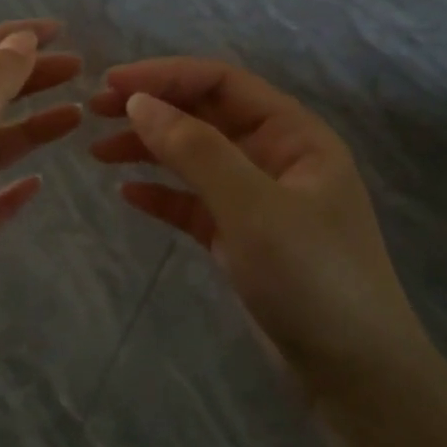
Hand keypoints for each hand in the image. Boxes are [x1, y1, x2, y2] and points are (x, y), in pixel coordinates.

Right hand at [89, 58, 430, 391]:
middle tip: (95, 111)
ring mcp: (257, 199)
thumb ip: (196, 151)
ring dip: (149, 150)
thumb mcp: (252, 207)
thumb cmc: (310, 277)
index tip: (110, 83)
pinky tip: (126, 194)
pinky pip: (194, 204)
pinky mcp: (240, 237)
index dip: (165, 76)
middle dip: (152, 109)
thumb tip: (138, 103)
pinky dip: (161, 195)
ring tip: (98, 152)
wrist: (351, 370)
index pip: (222, 83)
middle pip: (205, 116)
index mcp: (294, 135)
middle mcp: (275, 157)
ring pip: (195, 159)